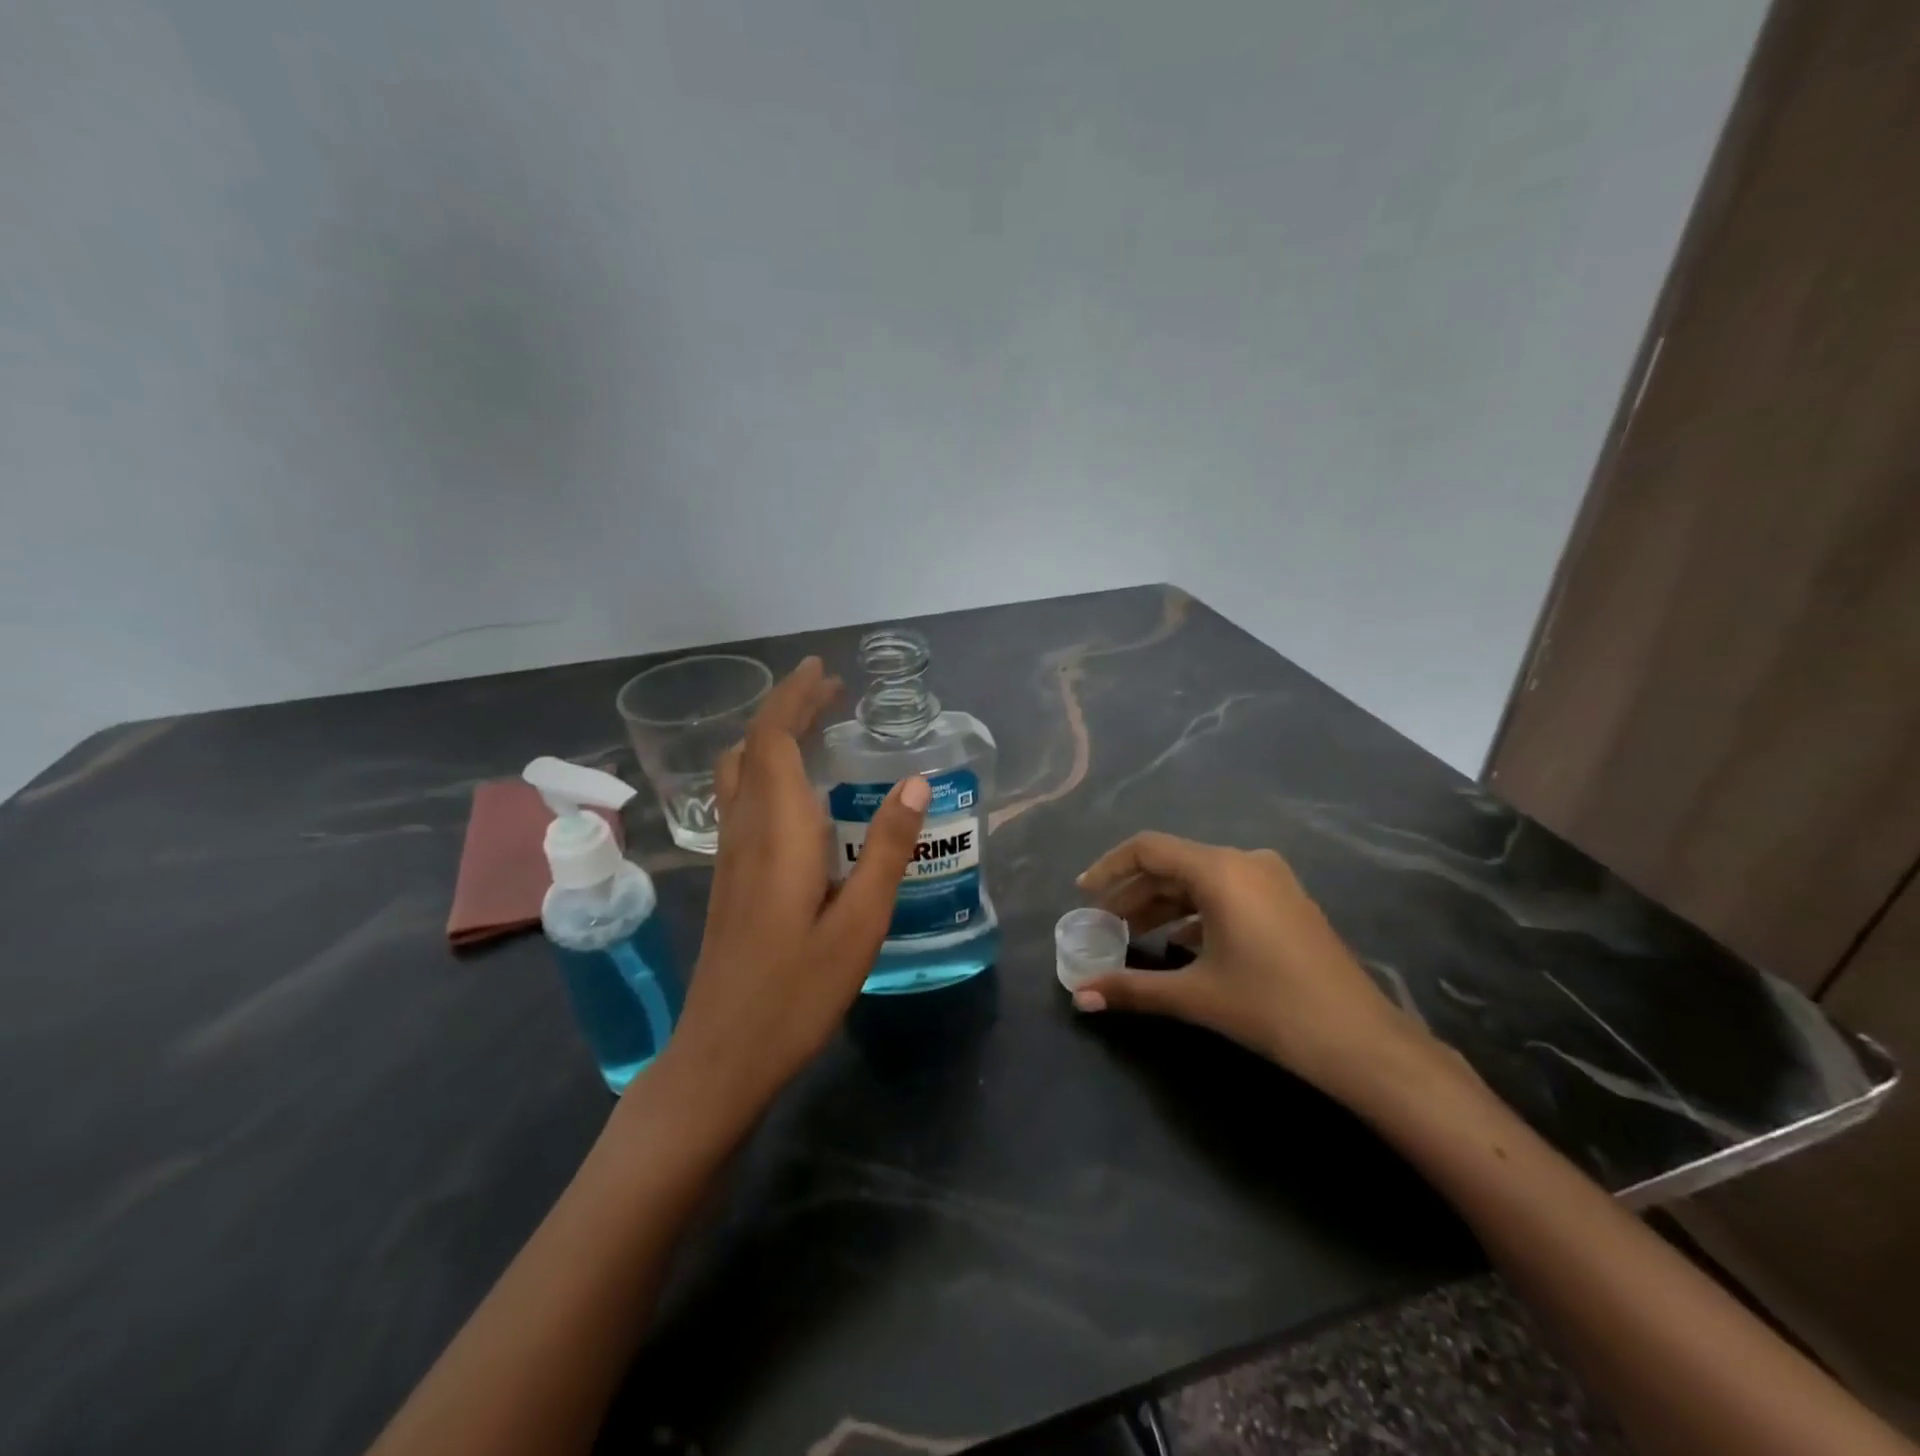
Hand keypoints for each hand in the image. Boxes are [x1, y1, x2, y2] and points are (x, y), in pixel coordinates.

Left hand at [647, 657, 929, 1141]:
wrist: (723, 1055)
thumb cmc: (797, 991)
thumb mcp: (860, 922)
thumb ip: (888, 850)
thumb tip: (917, 784)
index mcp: (777, 831)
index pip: (774, 740)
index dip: (794, 698)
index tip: (823, 671)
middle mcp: (745, 830)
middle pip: (754, 747)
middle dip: (788, 709)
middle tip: (830, 692)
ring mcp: (729, 854)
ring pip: (741, 772)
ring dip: (773, 738)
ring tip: (814, 728)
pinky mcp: (728, 877)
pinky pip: (742, 798)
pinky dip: (767, 770)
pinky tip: (794, 791)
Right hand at [1073, 832, 1439, 1104]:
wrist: (1361, 1041)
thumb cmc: (1270, 1006)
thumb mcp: (1194, 995)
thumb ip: (1132, 989)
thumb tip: (1079, 998)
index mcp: (1220, 870)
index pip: (1148, 849)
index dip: (1110, 867)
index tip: (1084, 894)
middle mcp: (1245, 862)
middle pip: (1173, 864)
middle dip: (1134, 892)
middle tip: (1104, 923)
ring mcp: (1272, 880)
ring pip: (1201, 880)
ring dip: (1164, 904)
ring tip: (1134, 935)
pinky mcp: (1287, 902)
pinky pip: (1227, 893)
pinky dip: (1196, 912)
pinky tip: (1181, 944)